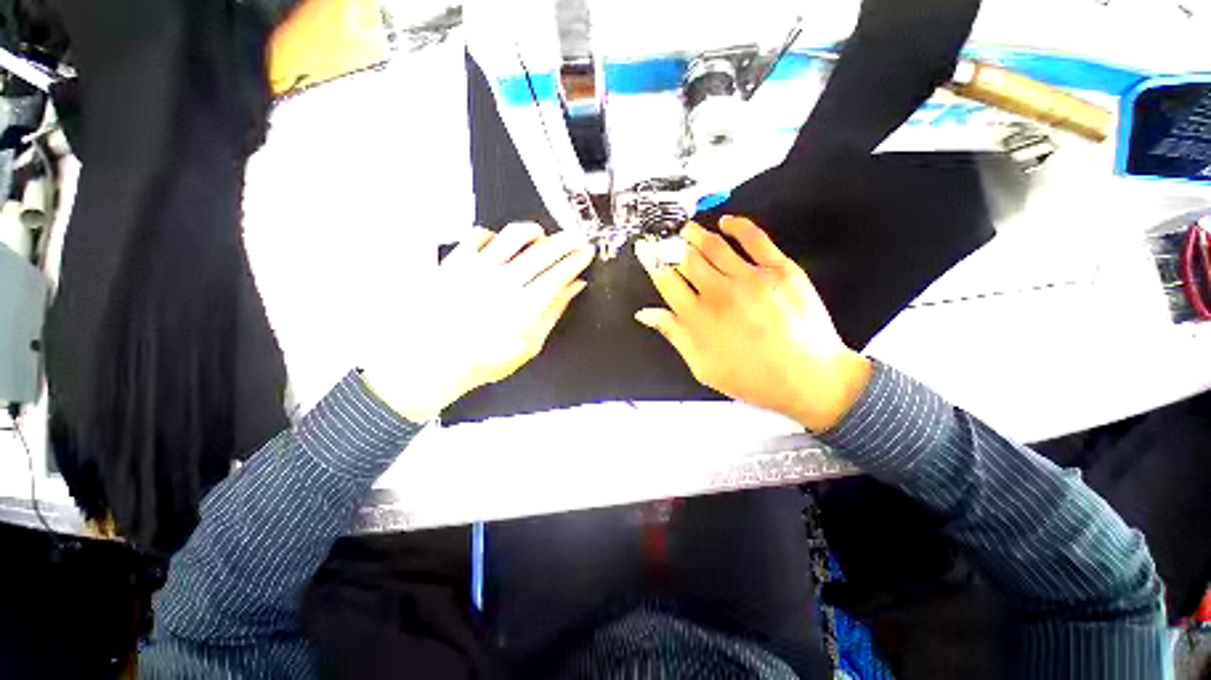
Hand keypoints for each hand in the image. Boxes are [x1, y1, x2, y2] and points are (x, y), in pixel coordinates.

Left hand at [363, 223, 593, 421]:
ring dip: (534, 231)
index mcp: (525, 305)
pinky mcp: (456, 261)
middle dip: (566, 241)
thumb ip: (553, 313)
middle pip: (543, 251)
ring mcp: (479, 268)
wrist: (431, 358)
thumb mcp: (528, 345)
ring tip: (542, 235)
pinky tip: (500, 244)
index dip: (576, 260)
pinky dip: (495, 235)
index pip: (559, 273)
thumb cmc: (483, 358)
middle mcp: (505, 281)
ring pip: (514, 235)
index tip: (586, 253)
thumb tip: (573, 288)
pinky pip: (479, 235)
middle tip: (576, 237)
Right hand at [634, 216, 871, 431]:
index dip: (653, 264)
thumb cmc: (754, 379)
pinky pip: (754, 238)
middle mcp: (719, 294)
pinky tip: (726, 222)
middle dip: (671, 246)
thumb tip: (646, 314)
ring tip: (687, 229)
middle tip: (666, 240)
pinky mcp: (780, 270)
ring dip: (696, 234)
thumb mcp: (703, 367)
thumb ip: (674, 335)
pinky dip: (737, 225)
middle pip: (686, 259)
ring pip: (714, 245)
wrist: (810, 380)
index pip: (667, 281)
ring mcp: (750, 279)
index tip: (647, 252)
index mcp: (698, 318)